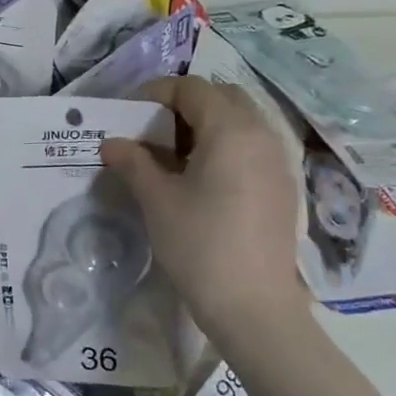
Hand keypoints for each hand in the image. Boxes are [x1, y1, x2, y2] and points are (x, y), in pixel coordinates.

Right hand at [100, 76, 308, 334]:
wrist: (253, 306)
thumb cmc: (200, 245)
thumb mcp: (156, 199)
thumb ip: (133, 162)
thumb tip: (112, 143)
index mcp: (231, 131)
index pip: (193, 88)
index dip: (158, 92)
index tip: (130, 114)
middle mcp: (262, 136)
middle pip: (222, 97)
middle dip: (185, 104)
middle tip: (153, 130)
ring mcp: (279, 162)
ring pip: (240, 121)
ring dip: (205, 125)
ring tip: (172, 156)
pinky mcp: (283, 187)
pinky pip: (252, 147)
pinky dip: (224, 146)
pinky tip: (201, 180)